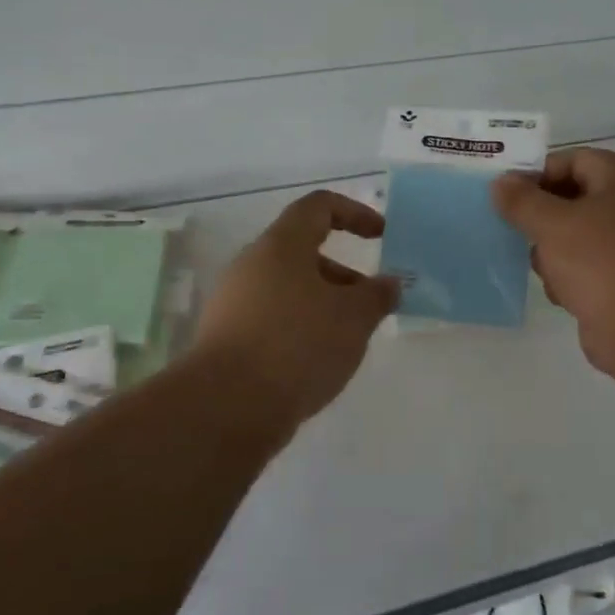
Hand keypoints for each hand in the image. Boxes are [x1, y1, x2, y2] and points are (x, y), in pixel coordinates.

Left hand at [191, 190, 398, 431]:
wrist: (227, 407)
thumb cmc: (298, 345)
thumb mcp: (354, 318)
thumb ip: (377, 295)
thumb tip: (389, 283)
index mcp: (281, 246)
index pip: (318, 207)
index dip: (354, 213)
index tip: (381, 236)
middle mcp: (251, 266)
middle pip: (303, 252)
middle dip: (343, 274)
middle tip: (370, 304)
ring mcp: (233, 303)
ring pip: (288, 290)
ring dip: (323, 304)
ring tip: (349, 339)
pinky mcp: (226, 339)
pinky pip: (272, 320)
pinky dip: (300, 329)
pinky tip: (317, 362)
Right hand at [493, 149, 614, 375]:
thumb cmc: (602, 262)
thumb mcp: (552, 224)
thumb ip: (521, 200)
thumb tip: (501, 182)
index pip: (571, 160)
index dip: (536, 175)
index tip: (507, 198)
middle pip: (573, 199)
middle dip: (542, 219)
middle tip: (518, 233)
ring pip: (577, 236)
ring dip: (553, 253)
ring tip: (545, 269)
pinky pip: (589, 268)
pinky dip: (572, 278)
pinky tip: (564, 295)